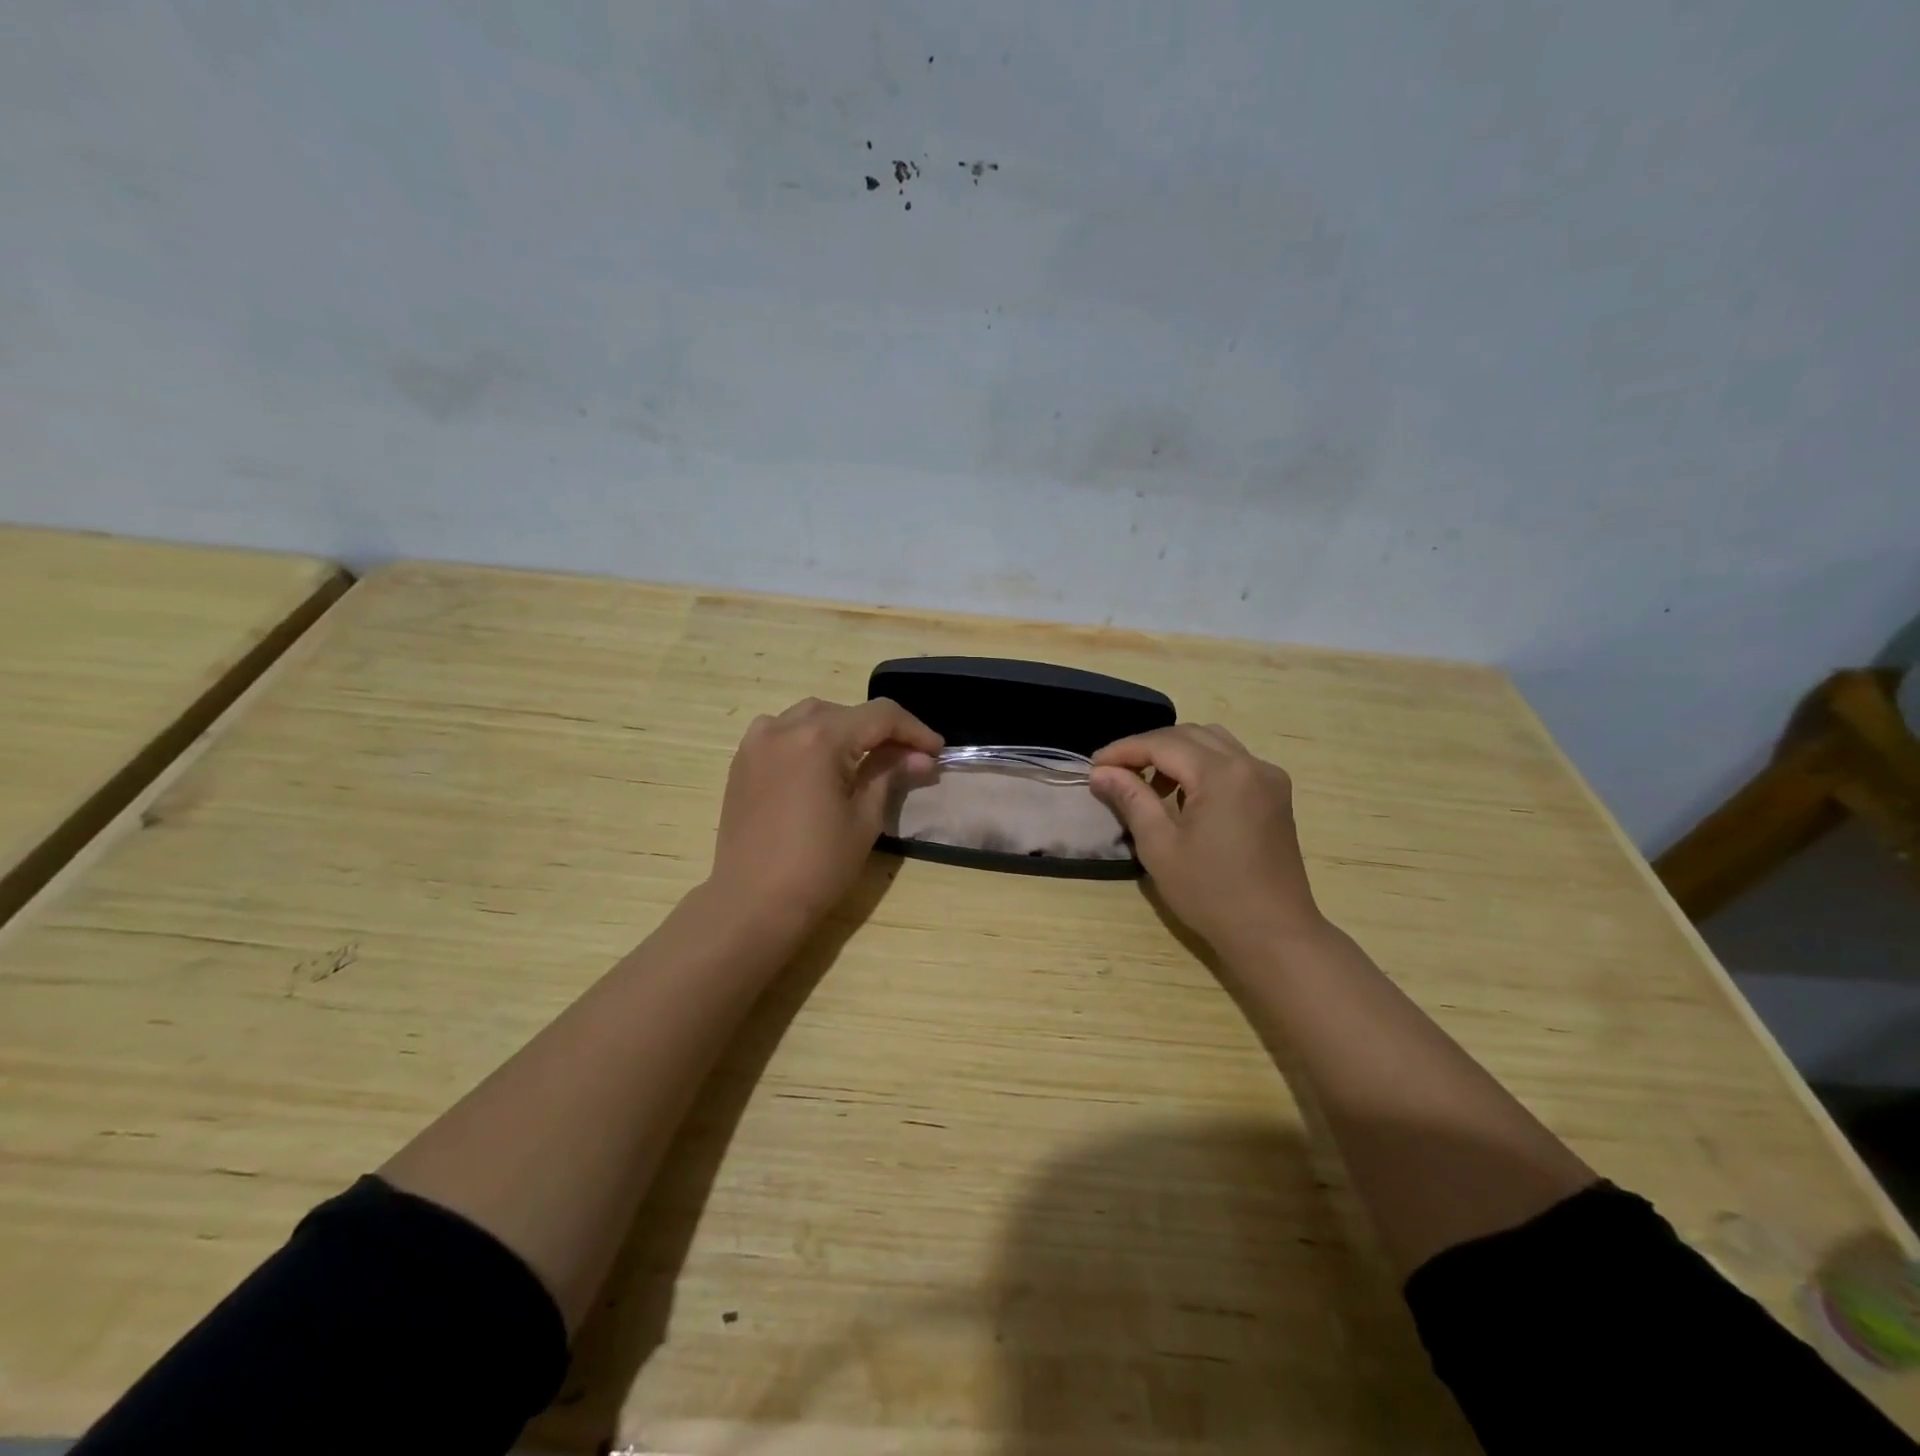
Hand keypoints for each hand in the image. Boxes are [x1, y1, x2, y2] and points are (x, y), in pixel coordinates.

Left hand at [709, 697, 941, 930]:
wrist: (752, 902)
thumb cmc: (817, 866)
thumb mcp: (864, 819)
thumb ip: (890, 774)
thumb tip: (920, 756)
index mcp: (820, 739)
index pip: (880, 716)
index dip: (914, 730)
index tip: (937, 750)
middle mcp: (784, 727)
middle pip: (846, 712)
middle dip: (881, 730)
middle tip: (907, 758)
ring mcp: (757, 742)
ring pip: (812, 715)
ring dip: (844, 728)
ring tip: (865, 756)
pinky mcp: (742, 760)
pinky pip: (781, 730)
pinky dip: (808, 736)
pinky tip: (821, 761)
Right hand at [1089, 725, 1324, 959]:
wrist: (1274, 933)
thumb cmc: (1210, 894)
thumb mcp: (1159, 846)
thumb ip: (1131, 799)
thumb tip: (1101, 772)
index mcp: (1222, 774)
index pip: (1162, 744)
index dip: (1123, 750)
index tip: (1093, 766)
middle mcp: (1250, 764)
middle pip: (1189, 735)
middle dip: (1148, 747)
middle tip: (1115, 771)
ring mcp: (1268, 778)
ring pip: (1213, 742)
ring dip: (1176, 752)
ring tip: (1148, 783)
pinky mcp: (1275, 795)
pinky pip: (1233, 761)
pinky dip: (1202, 765)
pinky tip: (1184, 795)